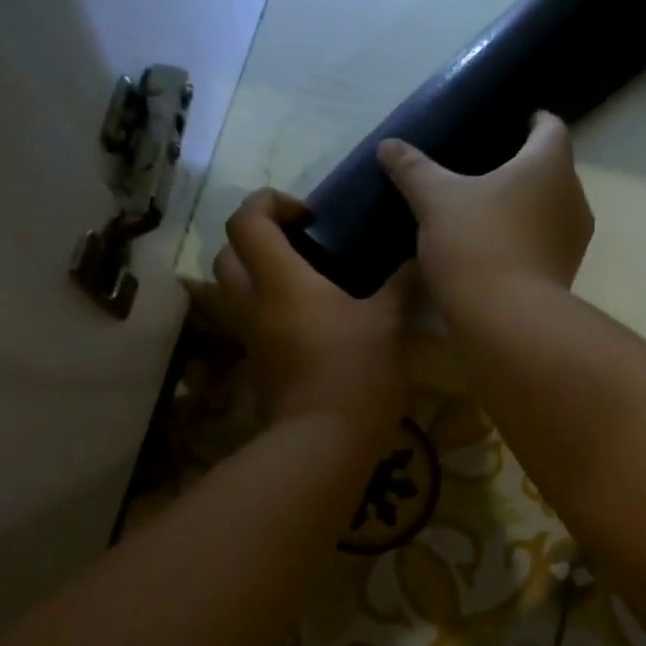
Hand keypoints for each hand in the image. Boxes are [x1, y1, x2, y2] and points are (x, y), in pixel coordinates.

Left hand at [191, 190, 408, 440]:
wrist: (324, 443)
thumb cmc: (356, 374)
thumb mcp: (388, 325)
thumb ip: (401, 286)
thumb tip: (420, 259)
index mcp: (281, 281)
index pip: (247, 221)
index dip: (268, 201)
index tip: (306, 213)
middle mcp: (254, 303)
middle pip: (226, 252)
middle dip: (254, 236)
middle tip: (297, 242)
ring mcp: (251, 337)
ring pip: (229, 289)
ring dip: (252, 271)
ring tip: (298, 277)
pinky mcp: (257, 364)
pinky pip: (248, 320)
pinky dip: (264, 306)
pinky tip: (305, 318)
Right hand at [378, 111, 593, 303]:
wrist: (506, 320)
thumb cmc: (476, 242)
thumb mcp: (435, 200)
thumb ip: (413, 169)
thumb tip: (388, 145)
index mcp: (549, 164)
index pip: (551, 126)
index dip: (533, 120)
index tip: (511, 122)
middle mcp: (573, 196)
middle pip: (553, 168)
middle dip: (525, 165)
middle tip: (488, 166)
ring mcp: (573, 239)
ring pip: (550, 207)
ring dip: (526, 204)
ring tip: (489, 207)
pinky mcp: (564, 272)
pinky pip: (545, 241)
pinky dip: (525, 236)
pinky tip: (495, 244)